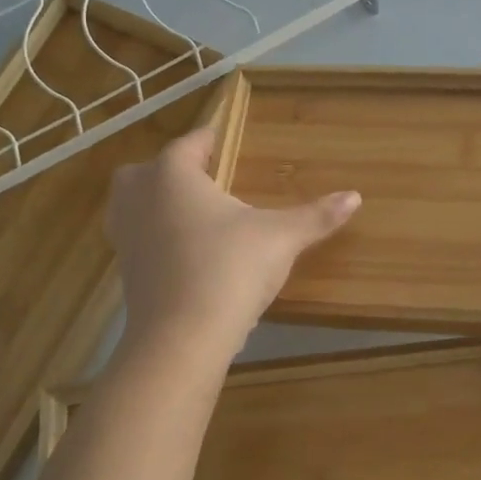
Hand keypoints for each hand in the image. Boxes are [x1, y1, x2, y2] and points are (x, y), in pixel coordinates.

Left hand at [105, 128, 360, 357]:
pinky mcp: (125, 271)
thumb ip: (315, 215)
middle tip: (206, 179)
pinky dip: (155, 238)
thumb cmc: (229, 269)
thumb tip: (355, 196)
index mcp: (173, 175)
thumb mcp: (280, 238)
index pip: (191, 143)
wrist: (181, 339)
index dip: (210, 139)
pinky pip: (137, 239)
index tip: (226, 139)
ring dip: (156, 203)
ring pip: (133, 205)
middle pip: (148, 170)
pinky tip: (187, 253)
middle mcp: (140, 197)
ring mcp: (126, 235)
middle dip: (172, 169)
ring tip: (194, 214)